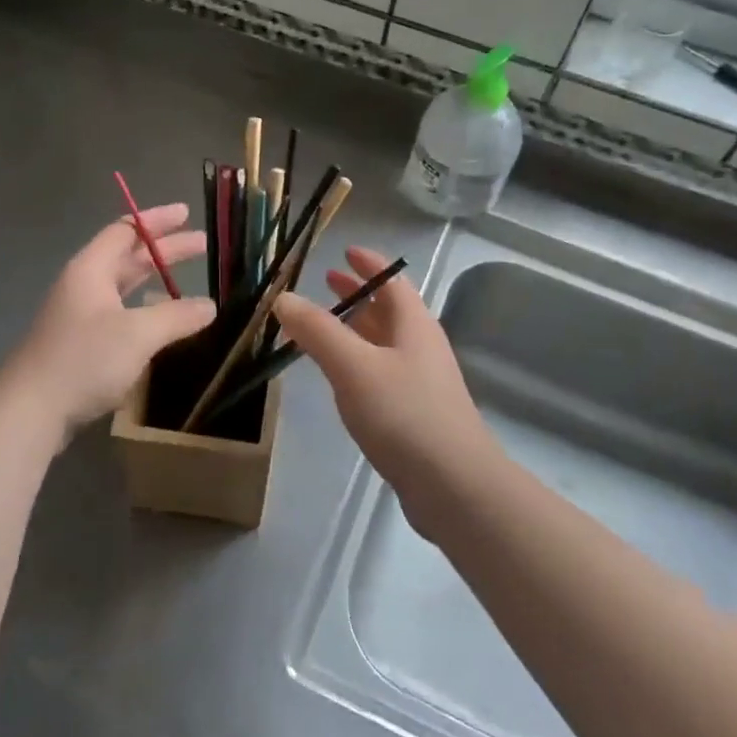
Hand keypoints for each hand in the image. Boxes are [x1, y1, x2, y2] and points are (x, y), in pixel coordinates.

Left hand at [4, 204, 215, 434]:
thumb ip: (176, 316)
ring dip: (156, 282)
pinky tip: (164, 324)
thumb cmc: (83, 359)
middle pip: (129, 257)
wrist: (30, 410)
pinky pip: (121, 315)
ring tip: (189, 284)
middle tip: (203, 245)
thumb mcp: (137, 334)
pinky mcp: (82, 344)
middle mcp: (85, 285)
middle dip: (166, 251)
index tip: (186, 213)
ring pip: (125, 288)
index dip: (157, 220)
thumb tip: (210, 306)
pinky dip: (146, 311)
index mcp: (92, 269)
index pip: (126, 230)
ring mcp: (81, 316)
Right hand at [274, 247, 501, 533]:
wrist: (454, 486)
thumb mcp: (353, 367)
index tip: (345, 251)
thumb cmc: (404, 414)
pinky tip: (342, 376)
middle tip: (327, 282)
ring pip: (386, 341)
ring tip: (326, 324)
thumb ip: (317, 331)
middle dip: (359, 293)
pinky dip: (360, 360)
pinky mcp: (417, 413)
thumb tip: (282, 297)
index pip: (392, 281)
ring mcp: (422, 381)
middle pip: (389, 309)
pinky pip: (383, 371)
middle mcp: (422, 346)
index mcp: (414, 325)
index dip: (369, 264)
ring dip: (358, 327)